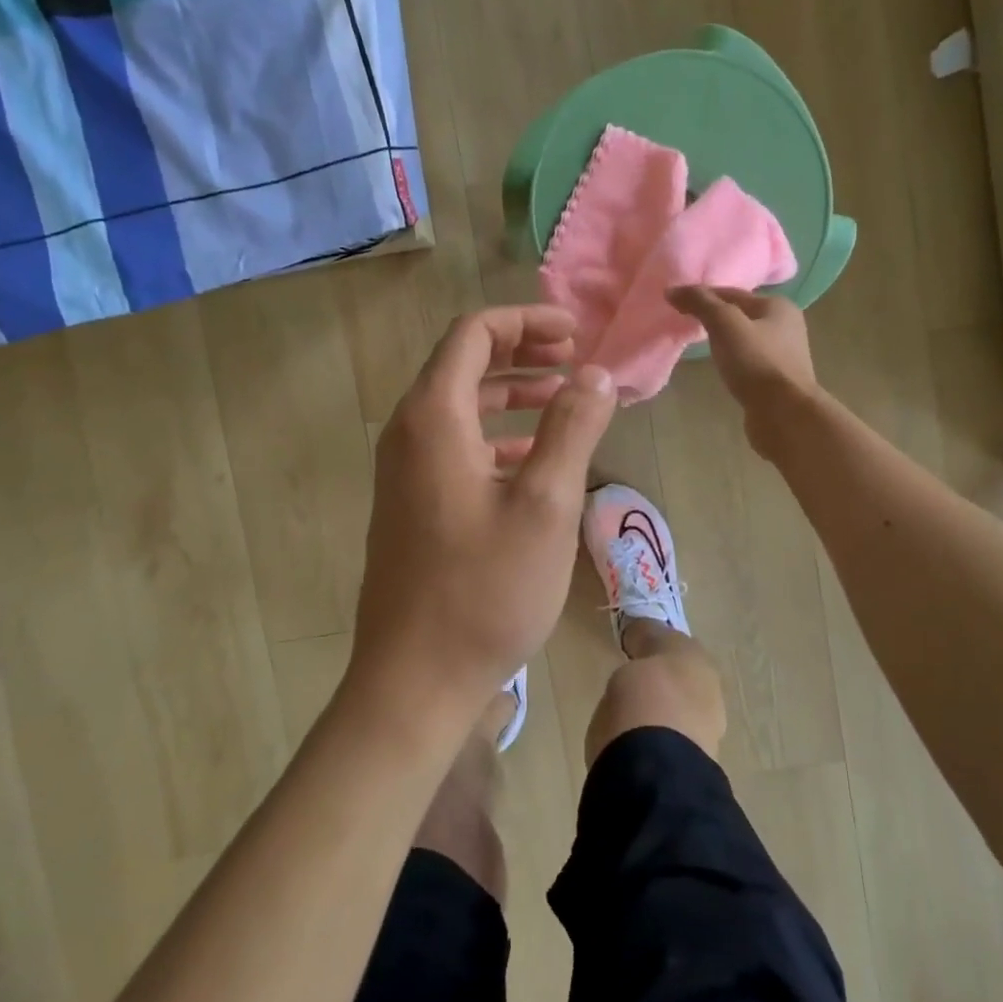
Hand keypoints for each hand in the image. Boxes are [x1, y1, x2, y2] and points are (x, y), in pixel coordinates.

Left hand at [351, 307, 617, 728]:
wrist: (415, 678)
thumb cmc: (484, 589)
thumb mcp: (545, 504)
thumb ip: (571, 427)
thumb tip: (597, 373)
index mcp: (433, 417)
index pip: (474, 334)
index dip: (526, 322)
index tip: (575, 334)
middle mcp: (409, 433)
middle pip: (464, 365)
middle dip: (521, 354)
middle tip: (574, 360)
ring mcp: (405, 471)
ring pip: (461, 408)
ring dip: (512, 396)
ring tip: (565, 402)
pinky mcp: (412, 504)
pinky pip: (456, 447)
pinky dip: (497, 437)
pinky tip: (535, 459)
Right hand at [666, 287, 819, 448]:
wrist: (784, 413)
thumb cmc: (756, 362)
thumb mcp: (725, 324)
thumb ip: (700, 303)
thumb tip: (672, 290)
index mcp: (778, 306)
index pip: (732, 293)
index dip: (703, 296)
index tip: (677, 304)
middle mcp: (786, 326)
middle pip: (740, 315)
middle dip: (714, 318)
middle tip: (685, 324)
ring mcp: (784, 355)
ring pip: (745, 339)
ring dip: (724, 341)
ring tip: (699, 346)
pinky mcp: (777, 380)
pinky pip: (748, 362)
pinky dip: (732, 361)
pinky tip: (720, 369)